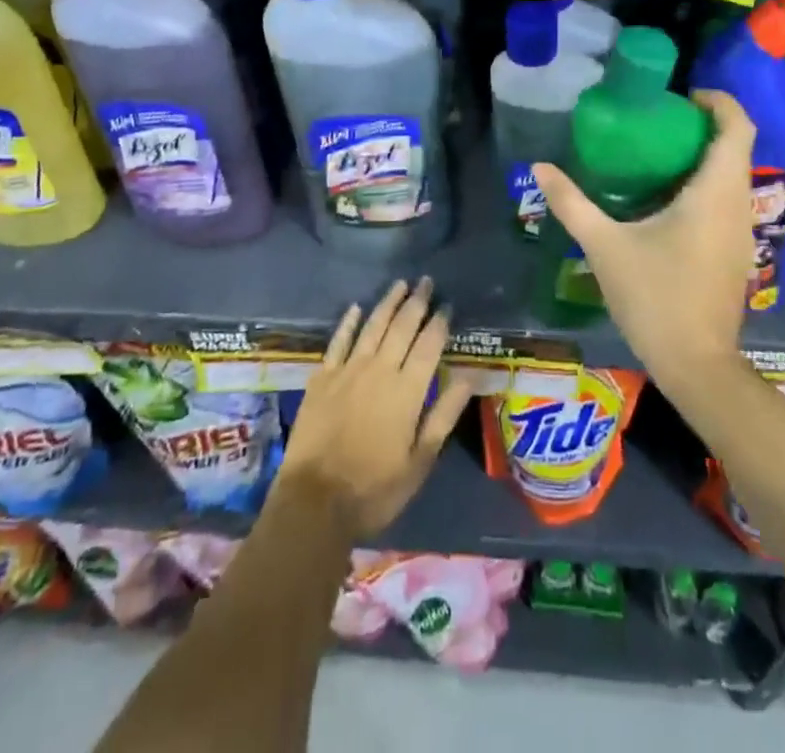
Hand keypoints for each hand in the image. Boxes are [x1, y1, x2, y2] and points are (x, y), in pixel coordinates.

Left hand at [278, 278, 473, 539]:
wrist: (313, 503)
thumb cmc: (374, 489)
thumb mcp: (420, 461)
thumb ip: (444, 414)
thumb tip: (470, 376)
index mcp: (407, 391)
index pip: (429, 345)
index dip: (439, 322)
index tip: (448, 304)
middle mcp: (379, 370)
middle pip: (401, 327)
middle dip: (416, 302)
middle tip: (426, 281)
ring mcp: (347, 371)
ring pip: (371, 326)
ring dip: (387, 303)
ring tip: (400, 284)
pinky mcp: (321, 379)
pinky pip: (338, 341)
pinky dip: (348, 323)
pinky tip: (355, 308)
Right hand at [534, 90, 754, 388]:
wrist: (695, 364)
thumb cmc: (654, 297)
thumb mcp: (604, 246)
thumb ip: (572, 203)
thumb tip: (539, 167)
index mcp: (714, 193)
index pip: (737, 127)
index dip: (718, 101)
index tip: (683, 95)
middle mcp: (737, 204)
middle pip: (737, 147)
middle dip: (704, 125)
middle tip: (659, 120)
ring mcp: (742, 231)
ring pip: (734, 175)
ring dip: (705, 155)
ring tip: (658, 152)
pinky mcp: (736, 251)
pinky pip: (728, 199)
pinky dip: (706, 183)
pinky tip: (667, 198)